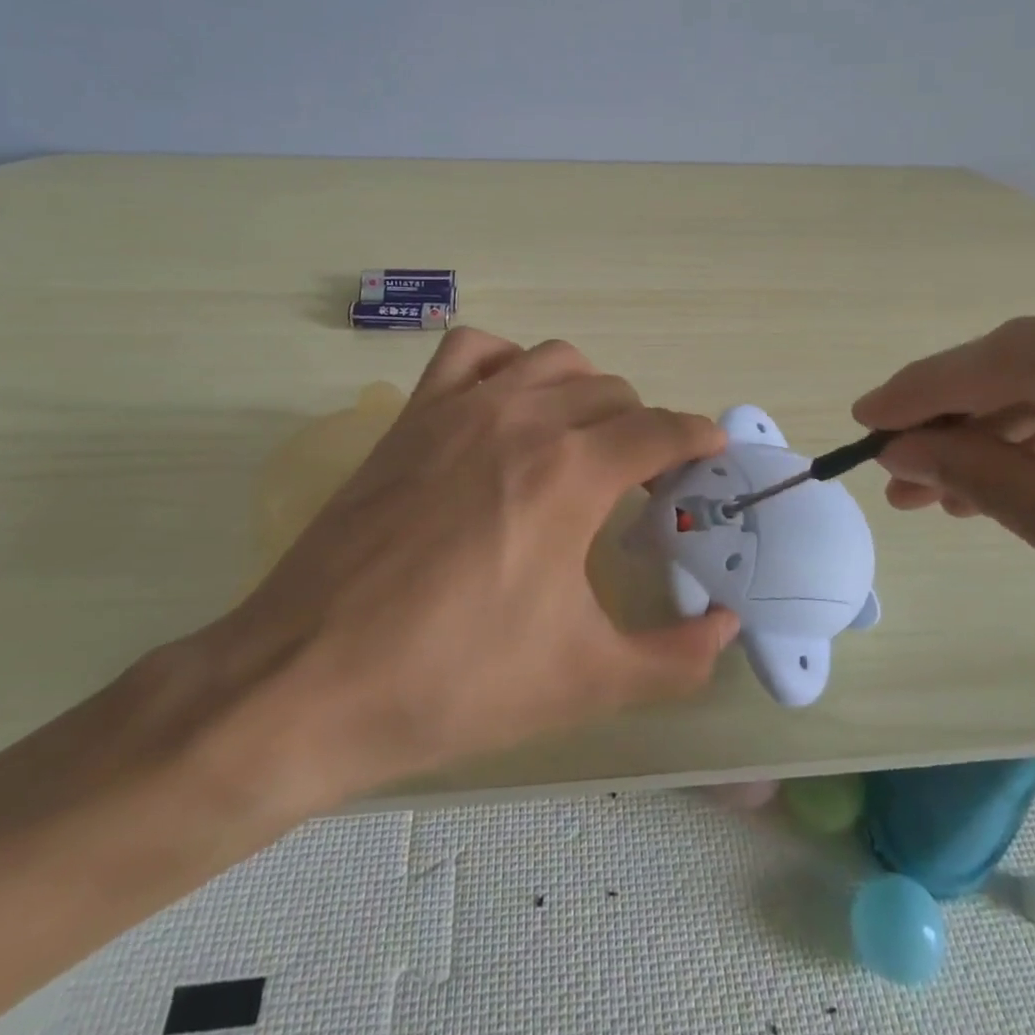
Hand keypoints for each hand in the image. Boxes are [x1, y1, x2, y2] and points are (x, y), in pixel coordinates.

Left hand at [197, 328, 738, 818]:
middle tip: (645, 483)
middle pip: (614, 393)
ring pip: (553, 359)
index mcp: (571, 474)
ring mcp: (460, 409)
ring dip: (587, 390)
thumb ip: (674, 657)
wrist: (307, 682)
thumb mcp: (583, 683)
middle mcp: (522, 420)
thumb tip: (727, 629)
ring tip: (585, 440)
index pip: (661, 429)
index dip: (697, 439)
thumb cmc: (454, 682)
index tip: (711, 456)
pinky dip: (507, 363)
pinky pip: (473, 351)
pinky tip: (508, 405)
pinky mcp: (413, 417)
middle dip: (645, 429)